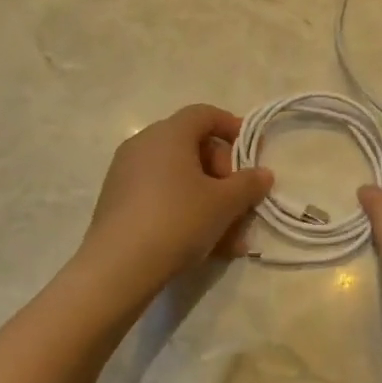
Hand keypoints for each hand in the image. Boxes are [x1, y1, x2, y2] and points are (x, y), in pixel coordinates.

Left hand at [78, 104, 273, 299]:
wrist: (118, 268)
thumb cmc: (177, 220)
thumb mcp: (224, 203)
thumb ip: (248, 184)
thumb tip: (263, 174)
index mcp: (168, 134)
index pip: (205, 114)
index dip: (233, 128)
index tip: (253, 153)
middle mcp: (143, 145)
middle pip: (194, 148)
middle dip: (224, 176)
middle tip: (241, 203)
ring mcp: (126, 174)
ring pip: (180, 179)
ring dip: (210, 202)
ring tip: (231, 239)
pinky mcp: (118, 203)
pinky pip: (161, 197)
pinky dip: (186, 212)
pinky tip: (206, 246)